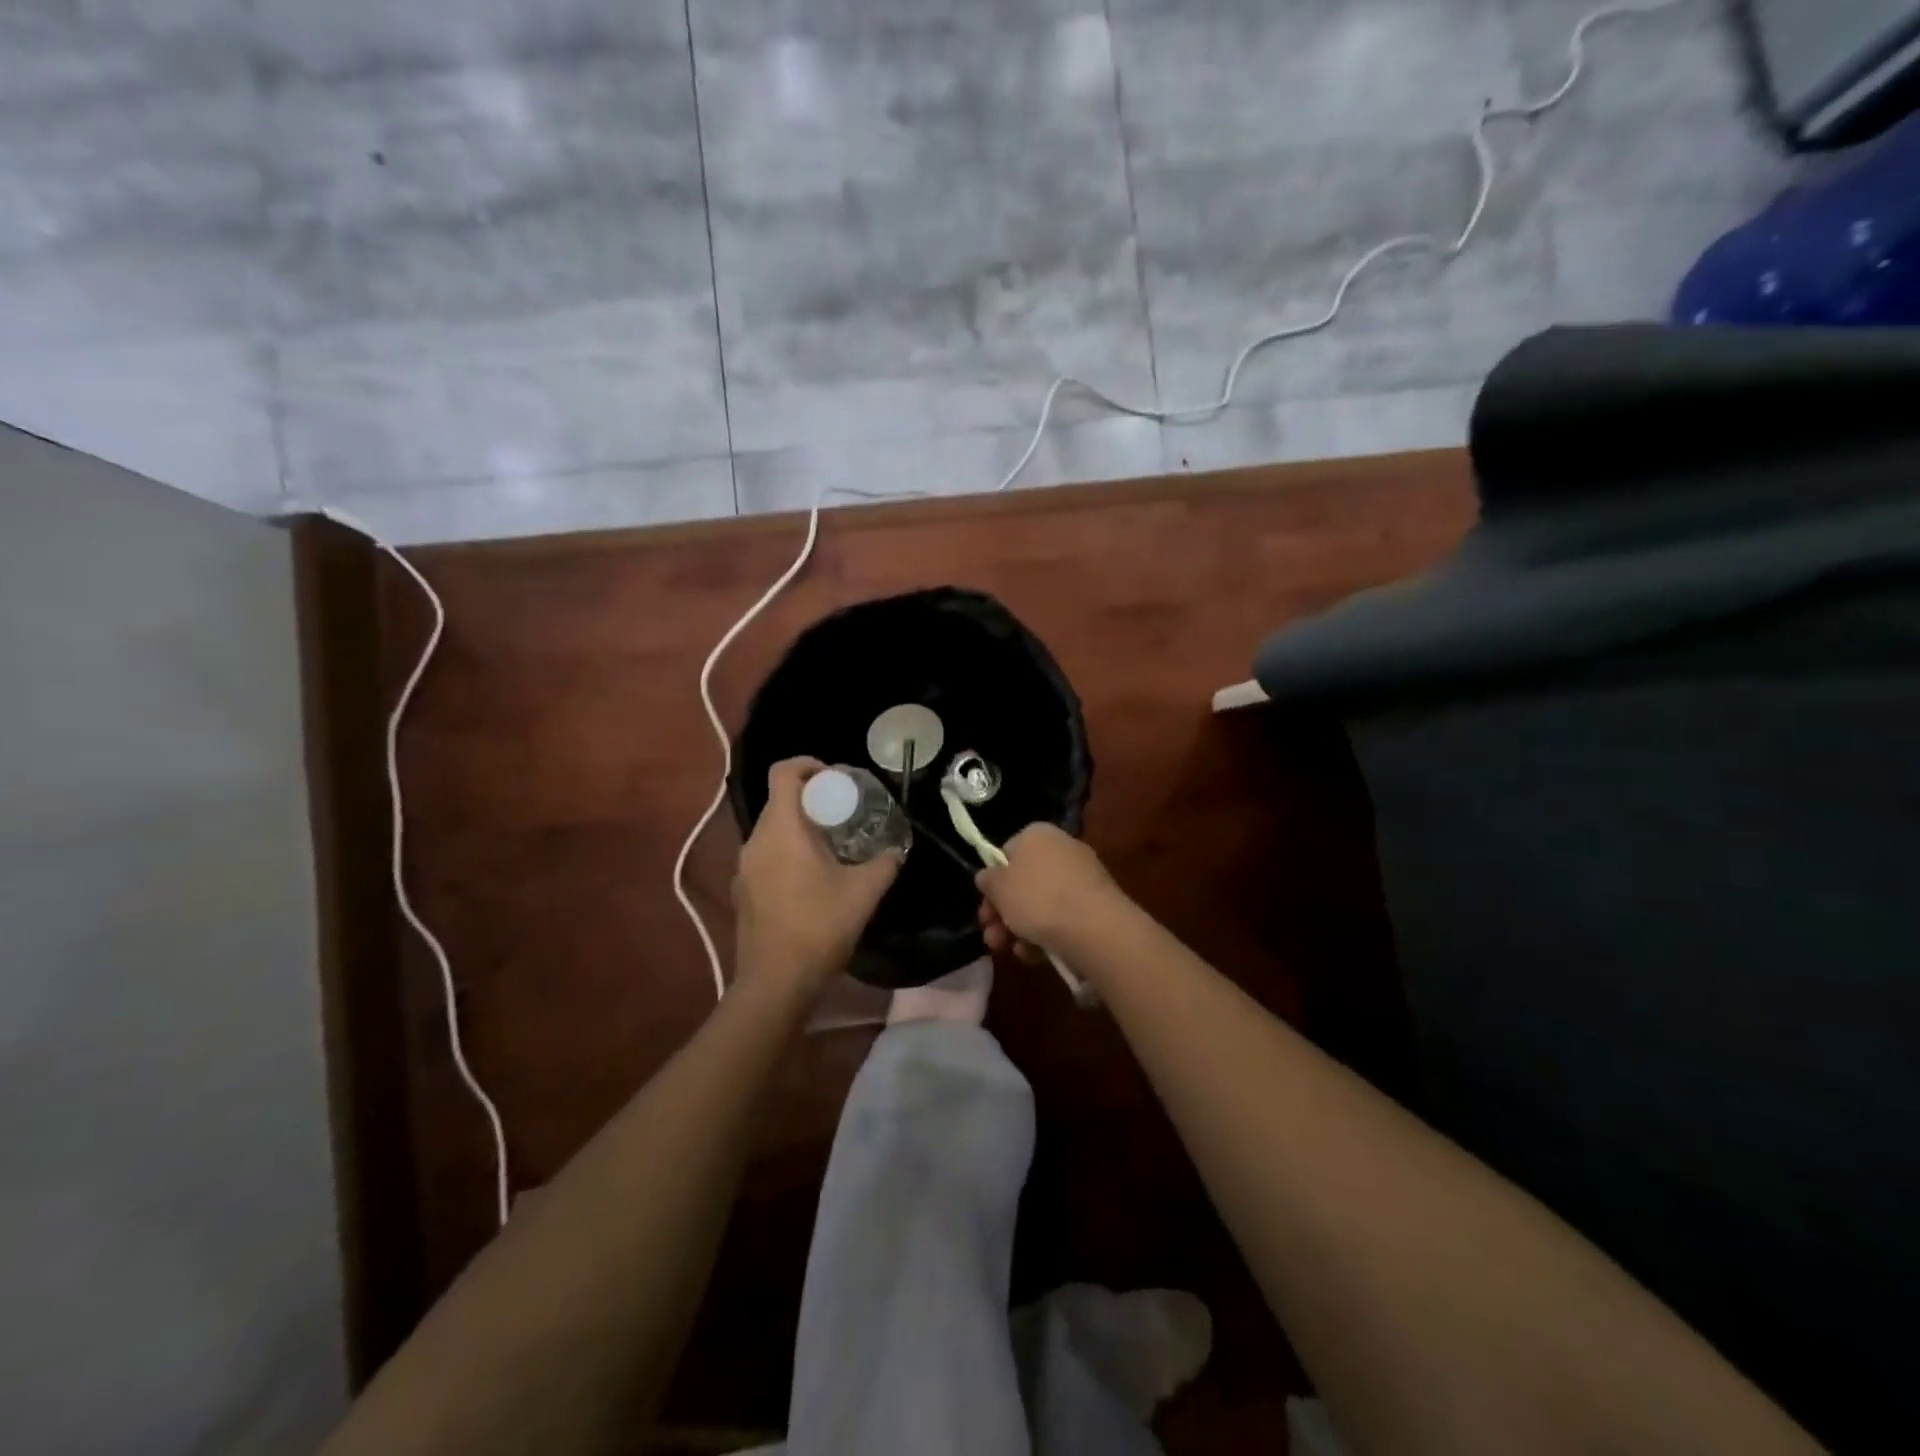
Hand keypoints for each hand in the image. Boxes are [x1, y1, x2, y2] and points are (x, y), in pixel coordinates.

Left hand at [733, 758, 900, 995]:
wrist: (776, 983)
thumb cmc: (820, 926)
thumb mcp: (864, 892)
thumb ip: (885, 863)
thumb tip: (897, 850)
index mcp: (781, 829)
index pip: (784, 772)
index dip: (808, 764)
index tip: (836, 777)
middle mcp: (755, 840)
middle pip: (779, 801)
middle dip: (811, 799)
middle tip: (844, 813)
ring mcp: (744, 867)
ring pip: (772, 830)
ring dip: (800, 828)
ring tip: (832, 846)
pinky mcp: (743, 891)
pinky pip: (766, 856)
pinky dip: (788, 853)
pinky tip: (812, 879)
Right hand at [975, 823, 1122, 959]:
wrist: (1095, 928)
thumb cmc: (1038, 899)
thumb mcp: (998, 887)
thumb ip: (988, 879)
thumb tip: (989, 877)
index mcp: (1037, 834)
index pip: (1006, 854)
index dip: (993, 883)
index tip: (986, 908)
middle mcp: (1061, 848)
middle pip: (1023, 882)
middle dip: (1003, 914)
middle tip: (992, 938)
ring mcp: (1082, 877)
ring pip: (1041, 904)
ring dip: (1021, 929)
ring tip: (1014, 952)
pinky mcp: (1096, 904)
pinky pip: (1063, 917)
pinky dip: (1046, 935)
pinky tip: (1037, 955)